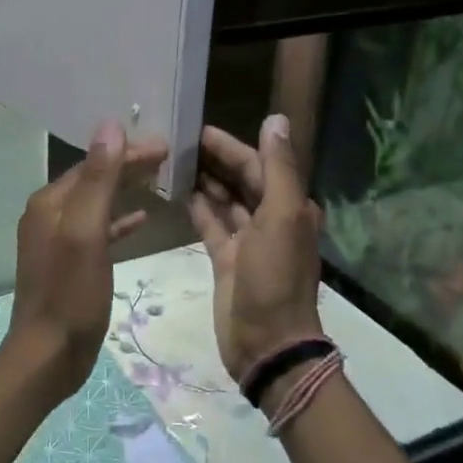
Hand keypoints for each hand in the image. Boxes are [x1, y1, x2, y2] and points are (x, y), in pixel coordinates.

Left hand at [5, 121, 169, 399]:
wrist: (48, 355)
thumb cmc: (70, 294)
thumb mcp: (86, 233)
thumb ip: (98, 180)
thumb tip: (109, 127)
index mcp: (50, 203)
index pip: (93, 163)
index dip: (128, 152)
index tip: (166, 146)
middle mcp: (49, 215)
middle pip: (94, 180)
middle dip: (129, 166)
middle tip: (169, 158)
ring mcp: (57, 240)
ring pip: (97, 203)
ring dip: (126, 190)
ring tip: (161, 181)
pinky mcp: (69, 264)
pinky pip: (98, 231)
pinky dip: (119, 221)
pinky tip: (141, 220)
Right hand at [187, 116, 324, 381]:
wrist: (266, 342)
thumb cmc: (274, 277)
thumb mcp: (282, 217)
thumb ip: (278, 168)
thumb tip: (276, 119)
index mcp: (289, 206)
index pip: (258, 164)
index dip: (231, 146)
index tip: (198, 129)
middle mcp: (271, 219)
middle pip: (241, 180)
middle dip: (215, 160)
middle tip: (177, 142)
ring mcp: (247, 242)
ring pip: (224, 202)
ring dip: (204, 182)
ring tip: (172, 163)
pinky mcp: (226, 260)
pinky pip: (211, 226)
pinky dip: (198, 209)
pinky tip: (178, 194)